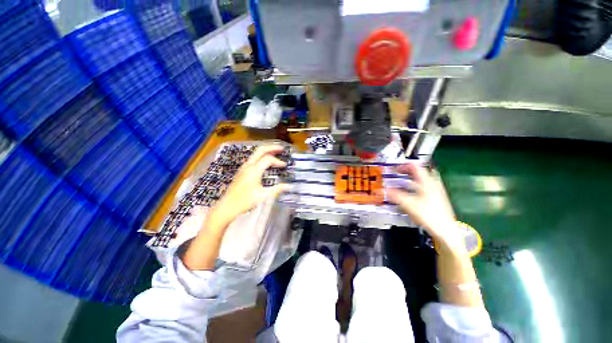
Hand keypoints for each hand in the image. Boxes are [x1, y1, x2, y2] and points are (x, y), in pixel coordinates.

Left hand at [210, 145, 289, 224]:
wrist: (228, 206)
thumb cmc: (246, 201)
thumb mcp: (263, 195)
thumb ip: (277, 189)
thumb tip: (289, 186)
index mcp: (254, 170)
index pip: (268, 159)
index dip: (278, 161)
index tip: (284, 166)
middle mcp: (248, 165)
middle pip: (260, 150)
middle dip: (271, 147)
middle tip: (281, 148)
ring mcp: (244, 167)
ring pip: (255, 153)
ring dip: (266, 151)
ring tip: (275, 152)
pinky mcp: (242, 171)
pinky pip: (253, 159)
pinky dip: (261, 156)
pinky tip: (265, 162)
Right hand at [387, 163, 462, 247]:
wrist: (446, 231)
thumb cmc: (429, 216)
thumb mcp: (408, 204)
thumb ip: (395, 195)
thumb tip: (384, 190)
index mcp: (427, 183)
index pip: (415, 167)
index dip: (404, 165)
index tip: (395, 168)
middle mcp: (433, 185)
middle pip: (420, 172)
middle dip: (407, 172)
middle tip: (398, 173)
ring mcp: (437, 192)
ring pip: (423, 180)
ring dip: (412, 179)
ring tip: (403, 182)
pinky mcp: (437, 199)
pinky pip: (425, 188)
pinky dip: (416, 187)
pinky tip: (412, 194)